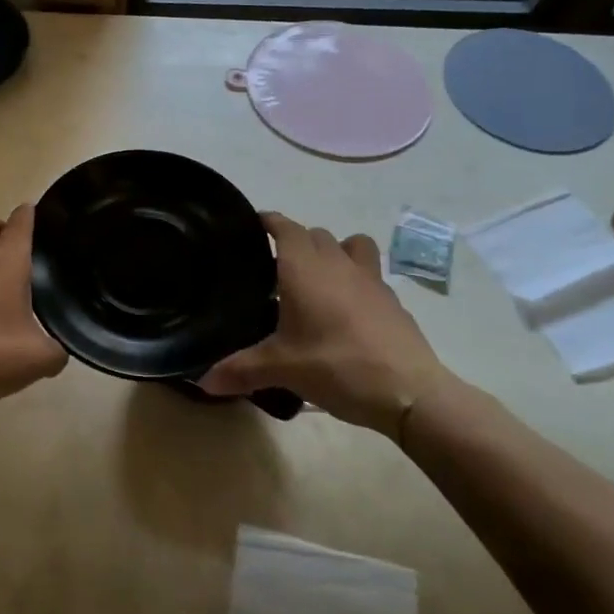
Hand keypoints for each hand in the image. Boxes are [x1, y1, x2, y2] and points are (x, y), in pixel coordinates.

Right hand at [199, 212, 456, 439]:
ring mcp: (370, 280)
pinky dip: (355, 280)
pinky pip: (370, 274)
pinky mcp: (391, 300)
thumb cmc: (336, 366)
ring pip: (350, 245)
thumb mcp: (281, 369)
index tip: (251, 225)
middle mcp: (337, 264)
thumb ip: (240, 370)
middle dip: (296, 240)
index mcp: (304, 269)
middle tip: (275, 265)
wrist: (409, 391)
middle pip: (315, 234)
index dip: (268, 221)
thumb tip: (203, 382)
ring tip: (318, 278)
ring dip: (333, 251)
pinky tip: (346, 310)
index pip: (285, 227)